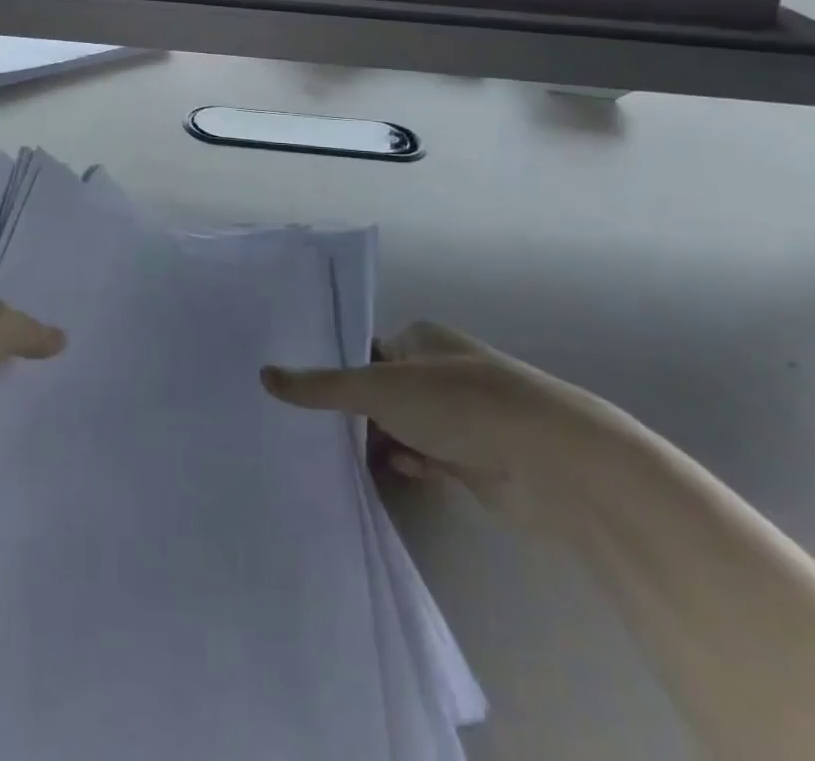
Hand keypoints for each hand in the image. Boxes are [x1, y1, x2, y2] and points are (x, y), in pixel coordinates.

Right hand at [262, 321, 573, 522]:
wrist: (549, 462)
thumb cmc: (458, 403)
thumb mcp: (379, 388)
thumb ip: (322, 386)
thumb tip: (265, 375)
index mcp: (420, 339)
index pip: (366, 352)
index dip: (336, 373)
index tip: (300, 396)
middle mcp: (439, 372)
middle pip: (381, 392)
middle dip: (354, 414)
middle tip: (309, 433)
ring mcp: (458, 417)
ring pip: (402, 427)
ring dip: (378, 442)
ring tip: (334, 459)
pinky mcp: (473, 459)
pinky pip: (425, 458)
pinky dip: (406, 465)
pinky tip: (386, 474)